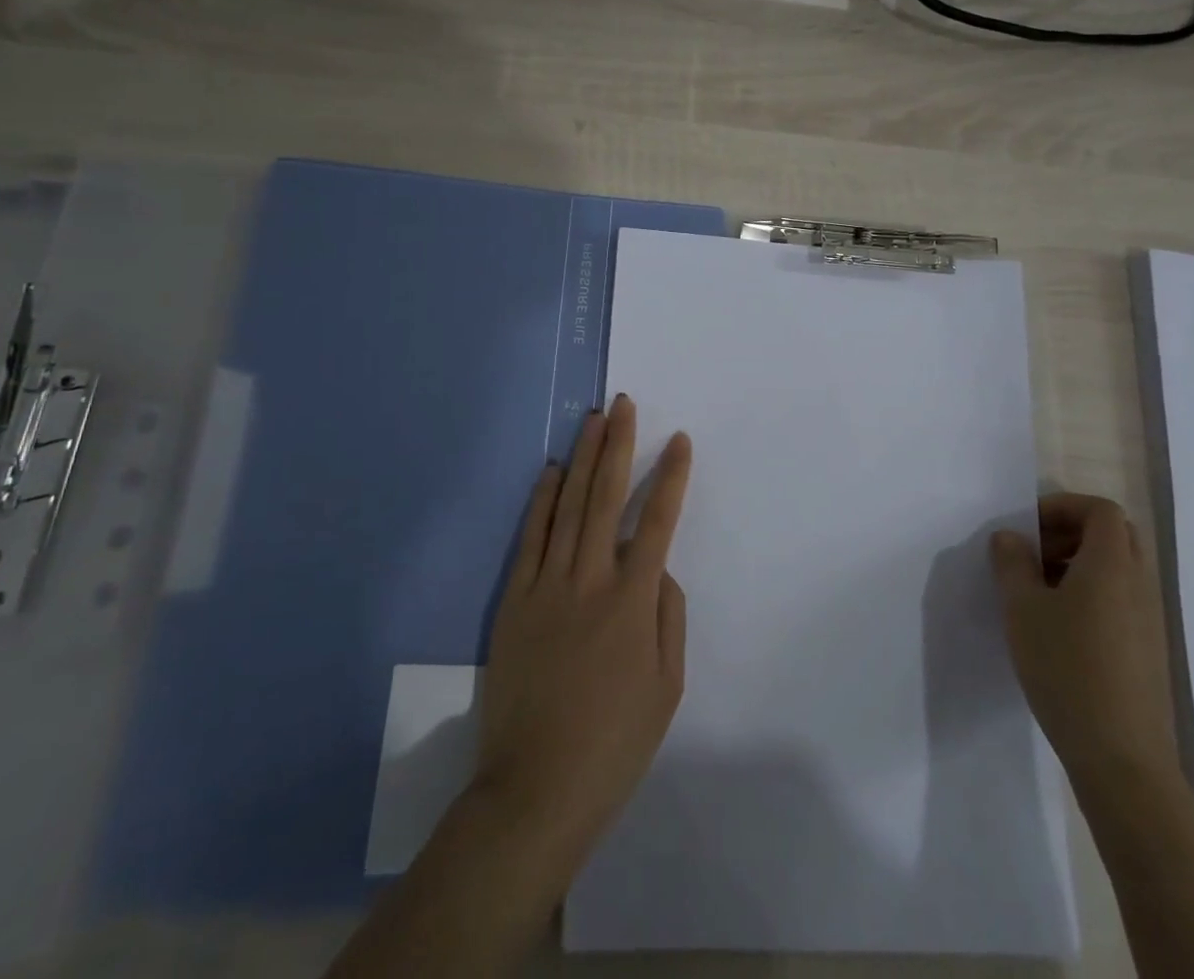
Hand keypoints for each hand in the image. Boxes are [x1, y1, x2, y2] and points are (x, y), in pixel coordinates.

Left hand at [474, 395, 690, 872]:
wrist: (537, 788)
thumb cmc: (615, 742)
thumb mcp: (667, 686)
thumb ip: (668, 617)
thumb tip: (659, 569)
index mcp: (634, 600)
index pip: (657, 521)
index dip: (671, 477)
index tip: (679, 440)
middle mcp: (591, 579)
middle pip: (607, 496)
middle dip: (619, 445)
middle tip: (624, 404)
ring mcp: (547, 585)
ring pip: (569, 506)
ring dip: (583, 458)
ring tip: (593, 419)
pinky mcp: (514, 599)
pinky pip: (530, 538)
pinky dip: (542, 501)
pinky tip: (552, 472)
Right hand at [990, 493, 1179, 786]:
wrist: (1121, 757)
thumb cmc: (1066, 667)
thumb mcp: (1022, 608)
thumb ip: (1012, 563)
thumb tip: (1011, 538)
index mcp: (1112, 565)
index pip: (1100, 510)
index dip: (1063, 506)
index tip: (1028, 527)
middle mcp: (1139, 584)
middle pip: (1114, 535)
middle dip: (1070, 532)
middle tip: (1034, 553)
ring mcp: (1150, 619)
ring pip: (1118, 568)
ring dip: (1079, 564)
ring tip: (1039, 591)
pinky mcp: (1149, 650)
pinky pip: (1122, 599)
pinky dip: (1092, 593)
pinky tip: (1060, 628)